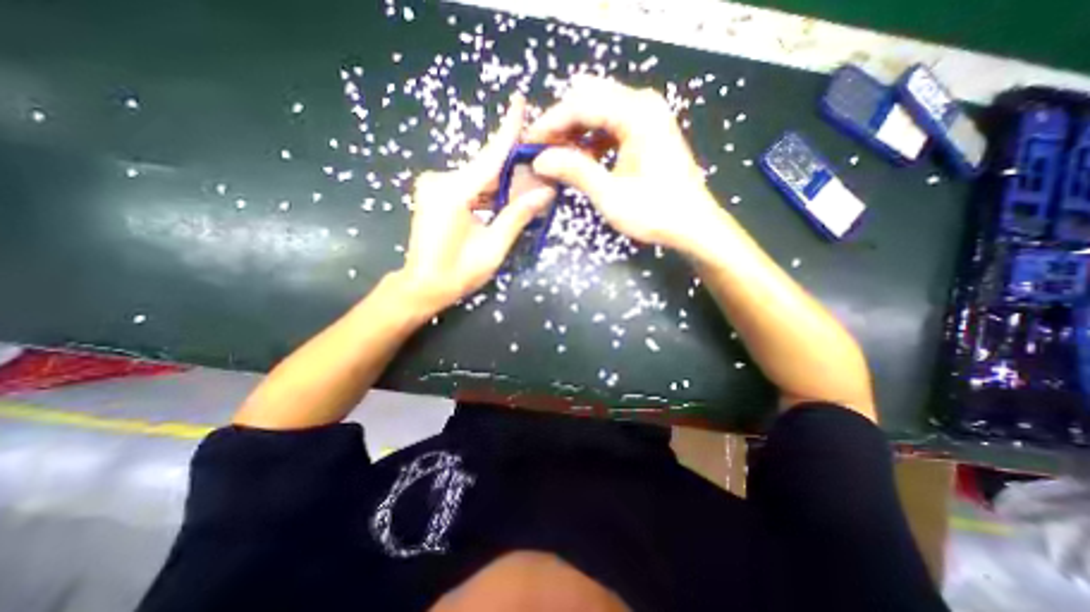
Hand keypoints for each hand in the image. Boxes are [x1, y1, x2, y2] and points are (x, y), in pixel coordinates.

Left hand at [399, 96, 553, 316]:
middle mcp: (440, 181)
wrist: (422, 286)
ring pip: (478, 178)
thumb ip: (517, 216)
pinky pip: (469, 186)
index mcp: (453, 193)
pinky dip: (488, 192)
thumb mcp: (492, 248)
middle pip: (485, 168)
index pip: (489, 158)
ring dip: (502, 183)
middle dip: (513, 168)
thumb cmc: (457, 273)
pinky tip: (505, 197)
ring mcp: (435, 186)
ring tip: (529, 186)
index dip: (507, 131)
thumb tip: (545, 193)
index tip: (521, 101)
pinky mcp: (435, 193)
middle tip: (540, 167)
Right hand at [527, 76, 722, 252]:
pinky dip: (591, 139)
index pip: (581, 104)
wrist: (693, 225)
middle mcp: (642, 104)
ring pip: (599, 110)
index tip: (528, 143)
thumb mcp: (610, 195)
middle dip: (561, 123)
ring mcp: (647, 116)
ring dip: (575, 131)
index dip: (550, 123)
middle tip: (542, 150)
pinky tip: (580, 157)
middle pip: (589, 98)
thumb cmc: (655, 212)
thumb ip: (575, 171)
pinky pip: (611, 124)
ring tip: (556, 156)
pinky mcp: (648, 131)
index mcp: (636, 113)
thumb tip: (540, 160)